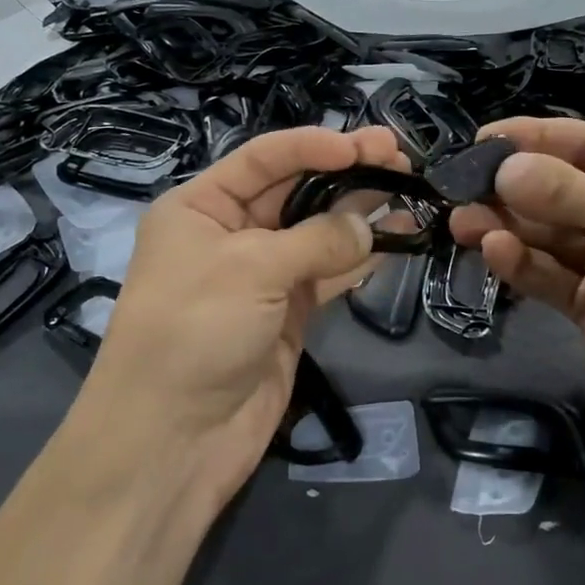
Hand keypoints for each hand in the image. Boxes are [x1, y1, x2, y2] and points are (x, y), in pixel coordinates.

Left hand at [79, 125, 404, 507]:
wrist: (175, 440)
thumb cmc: (195, 332)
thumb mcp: (250, 270)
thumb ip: (316, 240)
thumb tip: (368, 229)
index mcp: (201, 207)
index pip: (264, 159)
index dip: (313, 145)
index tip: (363, 145)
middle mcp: (232, 233)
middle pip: (296, 189)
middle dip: (346, 171)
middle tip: (399, 157)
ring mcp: (263, 274)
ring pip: (319, 230)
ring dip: (360, 210)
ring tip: (409, 188)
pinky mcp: (289, 312)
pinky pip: (330, 271)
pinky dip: (362, 256)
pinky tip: (397, 236)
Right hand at [450, 117, 584, 451]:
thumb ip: (569, 192)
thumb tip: (504, 167)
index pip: (582, 145)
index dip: (532, 140)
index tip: (481, 140)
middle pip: (556, 191)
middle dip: (510, 187)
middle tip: (459, 187)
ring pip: (546, 236)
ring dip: (506, 226)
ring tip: (463, 221)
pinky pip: (549, 278)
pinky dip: (521, 265)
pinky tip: (495, 252)